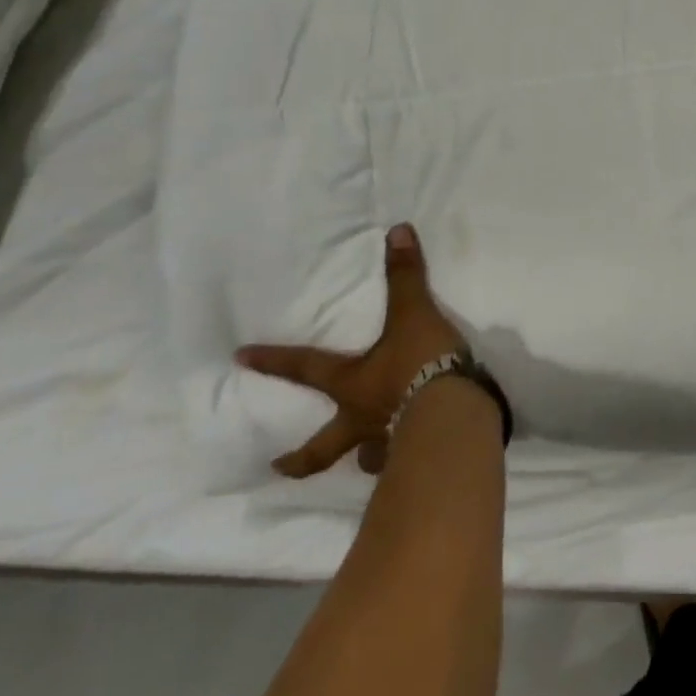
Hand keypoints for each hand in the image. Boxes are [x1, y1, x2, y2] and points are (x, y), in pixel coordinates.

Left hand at [236, 223, 466, 477]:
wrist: (455, 411)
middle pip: (321, 446)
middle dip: (300, 457)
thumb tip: (396, 230)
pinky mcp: (417, 455)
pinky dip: (404, 459)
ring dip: (361, 459)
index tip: (241, 358)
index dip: (274, 361)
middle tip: (279, 466)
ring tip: (365, 460)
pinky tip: (413, 455)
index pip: (305, 368)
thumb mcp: (414, 313)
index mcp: (352, 384)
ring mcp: (387, 444)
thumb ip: (405, 275)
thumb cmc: (423, 362)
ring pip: (364, 458)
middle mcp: (361, 419)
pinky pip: (403, 461)